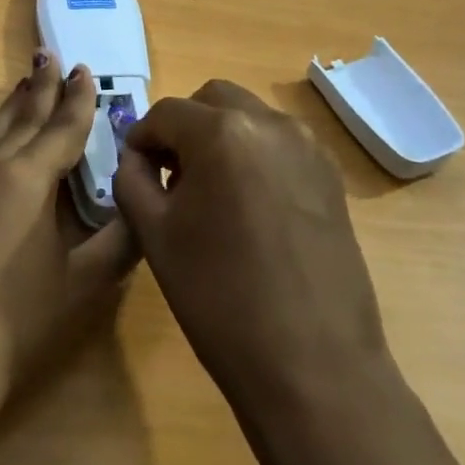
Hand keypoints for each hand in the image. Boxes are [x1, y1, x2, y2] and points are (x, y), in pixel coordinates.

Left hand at [0, 53, 139, 441]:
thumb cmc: (16, 328)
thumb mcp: (83, 285)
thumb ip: (120, 240)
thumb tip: (144, 204)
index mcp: (30, 180)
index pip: (64, 128)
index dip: (80, 100)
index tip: (88, 71)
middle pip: (24, 118)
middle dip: (44, 88)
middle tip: (55, 58)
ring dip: (9, 103)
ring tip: (24, 78)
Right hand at [112, 80, 392, 425]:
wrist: (311, 363)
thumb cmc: (218, 297)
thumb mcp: (154, 235)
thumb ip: (132, 180)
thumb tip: (137, 158)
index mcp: (223, 133)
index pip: (166, 113)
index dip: (140, 138)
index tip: (133, 171)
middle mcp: (271, 124)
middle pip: (213, 101)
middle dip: (183, 127)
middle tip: (168, 174)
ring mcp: (309, 148)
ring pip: (250, 118)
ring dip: (220, 138)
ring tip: (208, 193)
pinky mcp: (331, 177)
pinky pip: (280, 145)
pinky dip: (253, 156)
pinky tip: (246, 207)